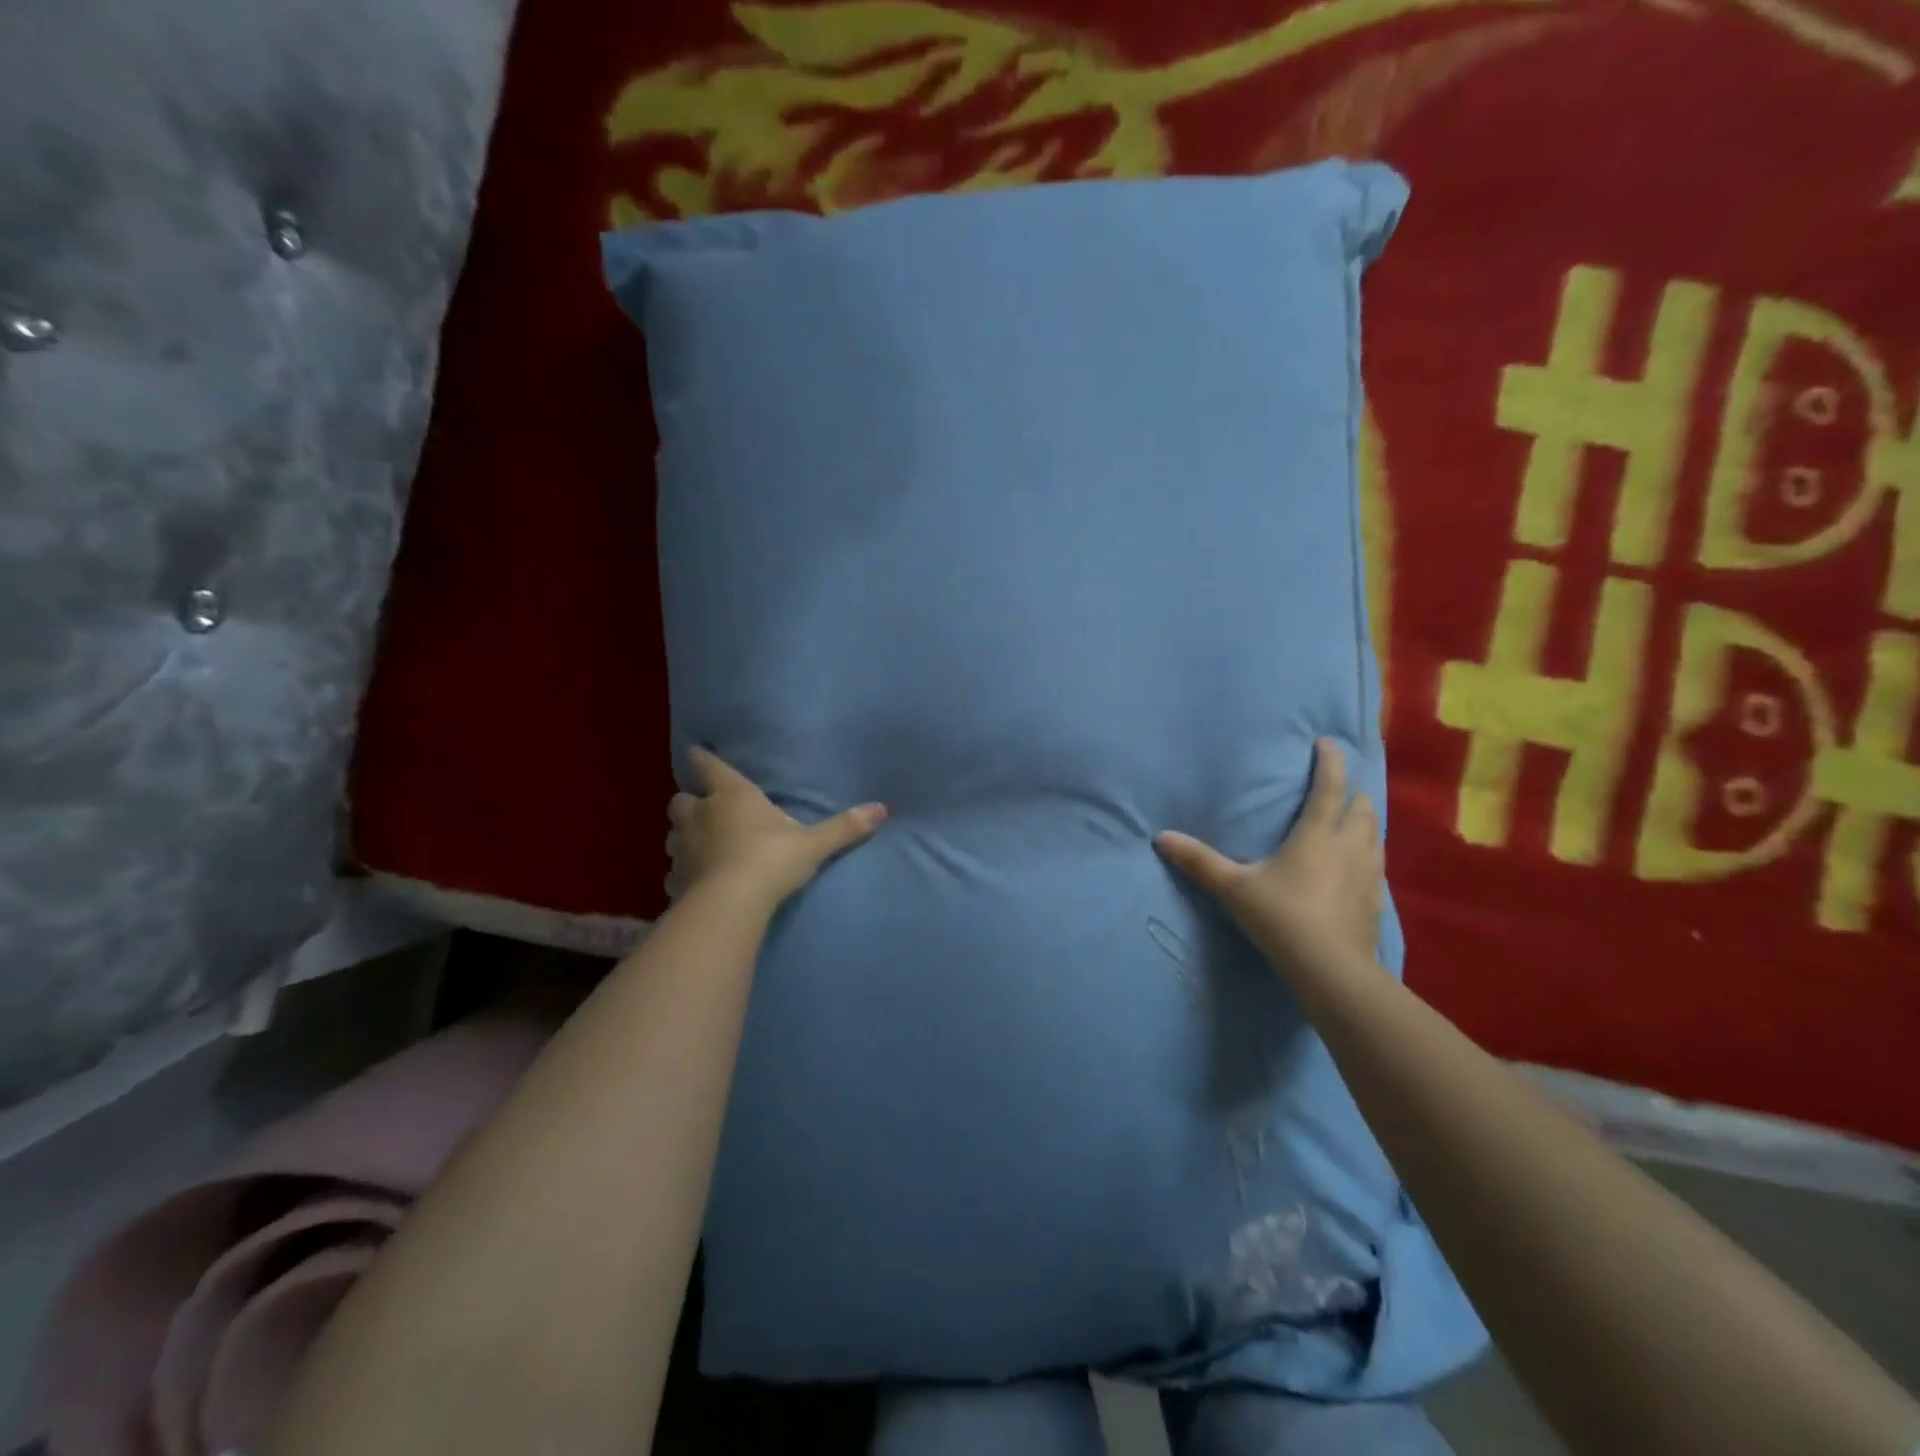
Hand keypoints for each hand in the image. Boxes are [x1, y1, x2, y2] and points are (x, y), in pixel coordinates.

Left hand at [666, 747, 886, 910]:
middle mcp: (700, 815)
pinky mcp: (675, 879)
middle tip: (704, 809)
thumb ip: (844, 827)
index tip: (697, 752)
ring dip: (684, 835)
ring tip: (699, 845)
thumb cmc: (771, 860)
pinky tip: (694, 882)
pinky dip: (682, 872)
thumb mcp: (813, 844)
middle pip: (680, 800)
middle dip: (690, 802)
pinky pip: (674, 871)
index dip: (702, 758)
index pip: (709, 766)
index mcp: (732, 795)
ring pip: (673, 833)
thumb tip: (882, 808)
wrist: (732, 904)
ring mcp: (682, 848)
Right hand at [1156, 738, 1384, 974]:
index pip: (1329, 787)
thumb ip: (1200, 861)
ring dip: (1363, 824)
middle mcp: (1349, 847)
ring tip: (1349, 824)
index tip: (1328, 742)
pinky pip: (1376, 868)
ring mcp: (1368, 875)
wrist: (1330, 969)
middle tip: (1338, 790)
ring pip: (1375, 836)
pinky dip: (1366, 858)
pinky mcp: (1376, 902)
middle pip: (1362, 808)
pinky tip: (1354, 872)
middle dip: (1352, 794)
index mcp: (1317, 835)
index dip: (1331, 761)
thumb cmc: (1281, 916)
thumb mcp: (1233, 887)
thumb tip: (1161, 837)